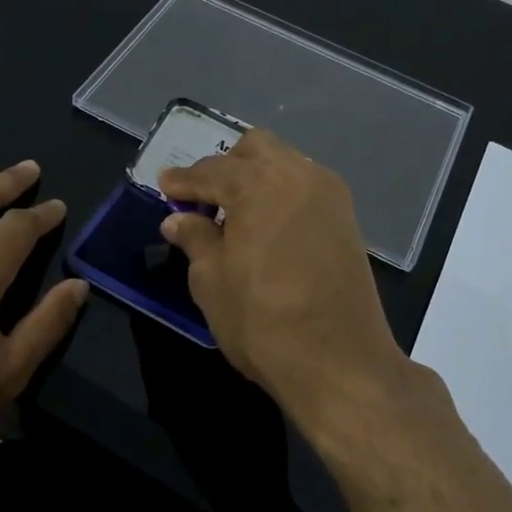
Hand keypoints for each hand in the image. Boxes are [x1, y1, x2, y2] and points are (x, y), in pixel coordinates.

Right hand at [158, 130, 425, 451]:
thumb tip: (178, 219)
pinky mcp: (347, 218)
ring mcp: (329, 194)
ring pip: (285, 163)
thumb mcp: (212, 281)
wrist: (340, 362)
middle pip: (255, 149)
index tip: (164, 184)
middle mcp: (298, 175)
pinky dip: (281, 194)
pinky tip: (267, 226)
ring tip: (235, 214)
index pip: (211, 170)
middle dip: (225, 166)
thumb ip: (195, 239)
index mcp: (259, 184)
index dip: (183, 179)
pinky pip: (305, 187)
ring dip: (256, 177)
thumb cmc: (263, 321)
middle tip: (203, 198)